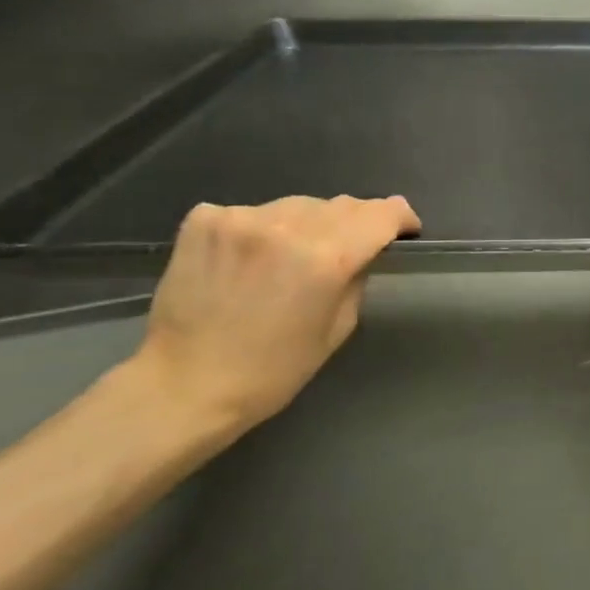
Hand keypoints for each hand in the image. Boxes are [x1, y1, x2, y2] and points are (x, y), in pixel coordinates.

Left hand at [129, 194, 419, 440]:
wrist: (185, 384)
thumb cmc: (273, 371)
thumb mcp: (336, 329)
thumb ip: (355, 278)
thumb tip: (362, 251)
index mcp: (325, 259)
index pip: (380, 214)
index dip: (400, 218)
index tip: (404, 229)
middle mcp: (286, 227)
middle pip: (341, 204)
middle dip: (356, 221)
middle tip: (351, 247)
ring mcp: (241, 218)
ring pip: (297, 205)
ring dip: (308, 224)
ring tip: (293, 256)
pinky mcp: (204, 220)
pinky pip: (252, 212)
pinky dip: (262, 229)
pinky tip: (251, 258)